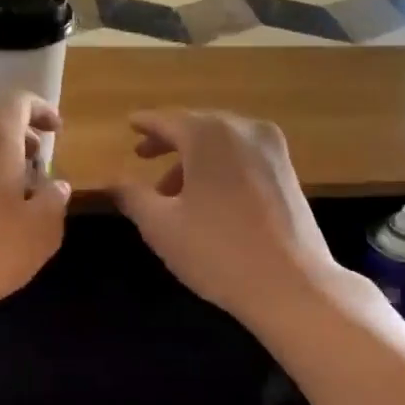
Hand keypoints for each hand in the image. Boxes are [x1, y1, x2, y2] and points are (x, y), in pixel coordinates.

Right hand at [112, 111, 344, 329]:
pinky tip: (209, 199)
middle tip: (143, 156)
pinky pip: (244, 157)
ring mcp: (272, 149)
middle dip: (170, 143)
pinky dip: (220, 167)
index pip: (167, 121)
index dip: (145, 123)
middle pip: (198, 127)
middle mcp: (243, 129)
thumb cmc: (218, 251)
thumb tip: (112, 179)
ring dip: (194, 160)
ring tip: (170, 193)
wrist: (292, 284)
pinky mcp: (288, 172)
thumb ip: (132, 196)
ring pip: (222, 143)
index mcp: (209, 134)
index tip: (130, 123)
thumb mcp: (161, 226)